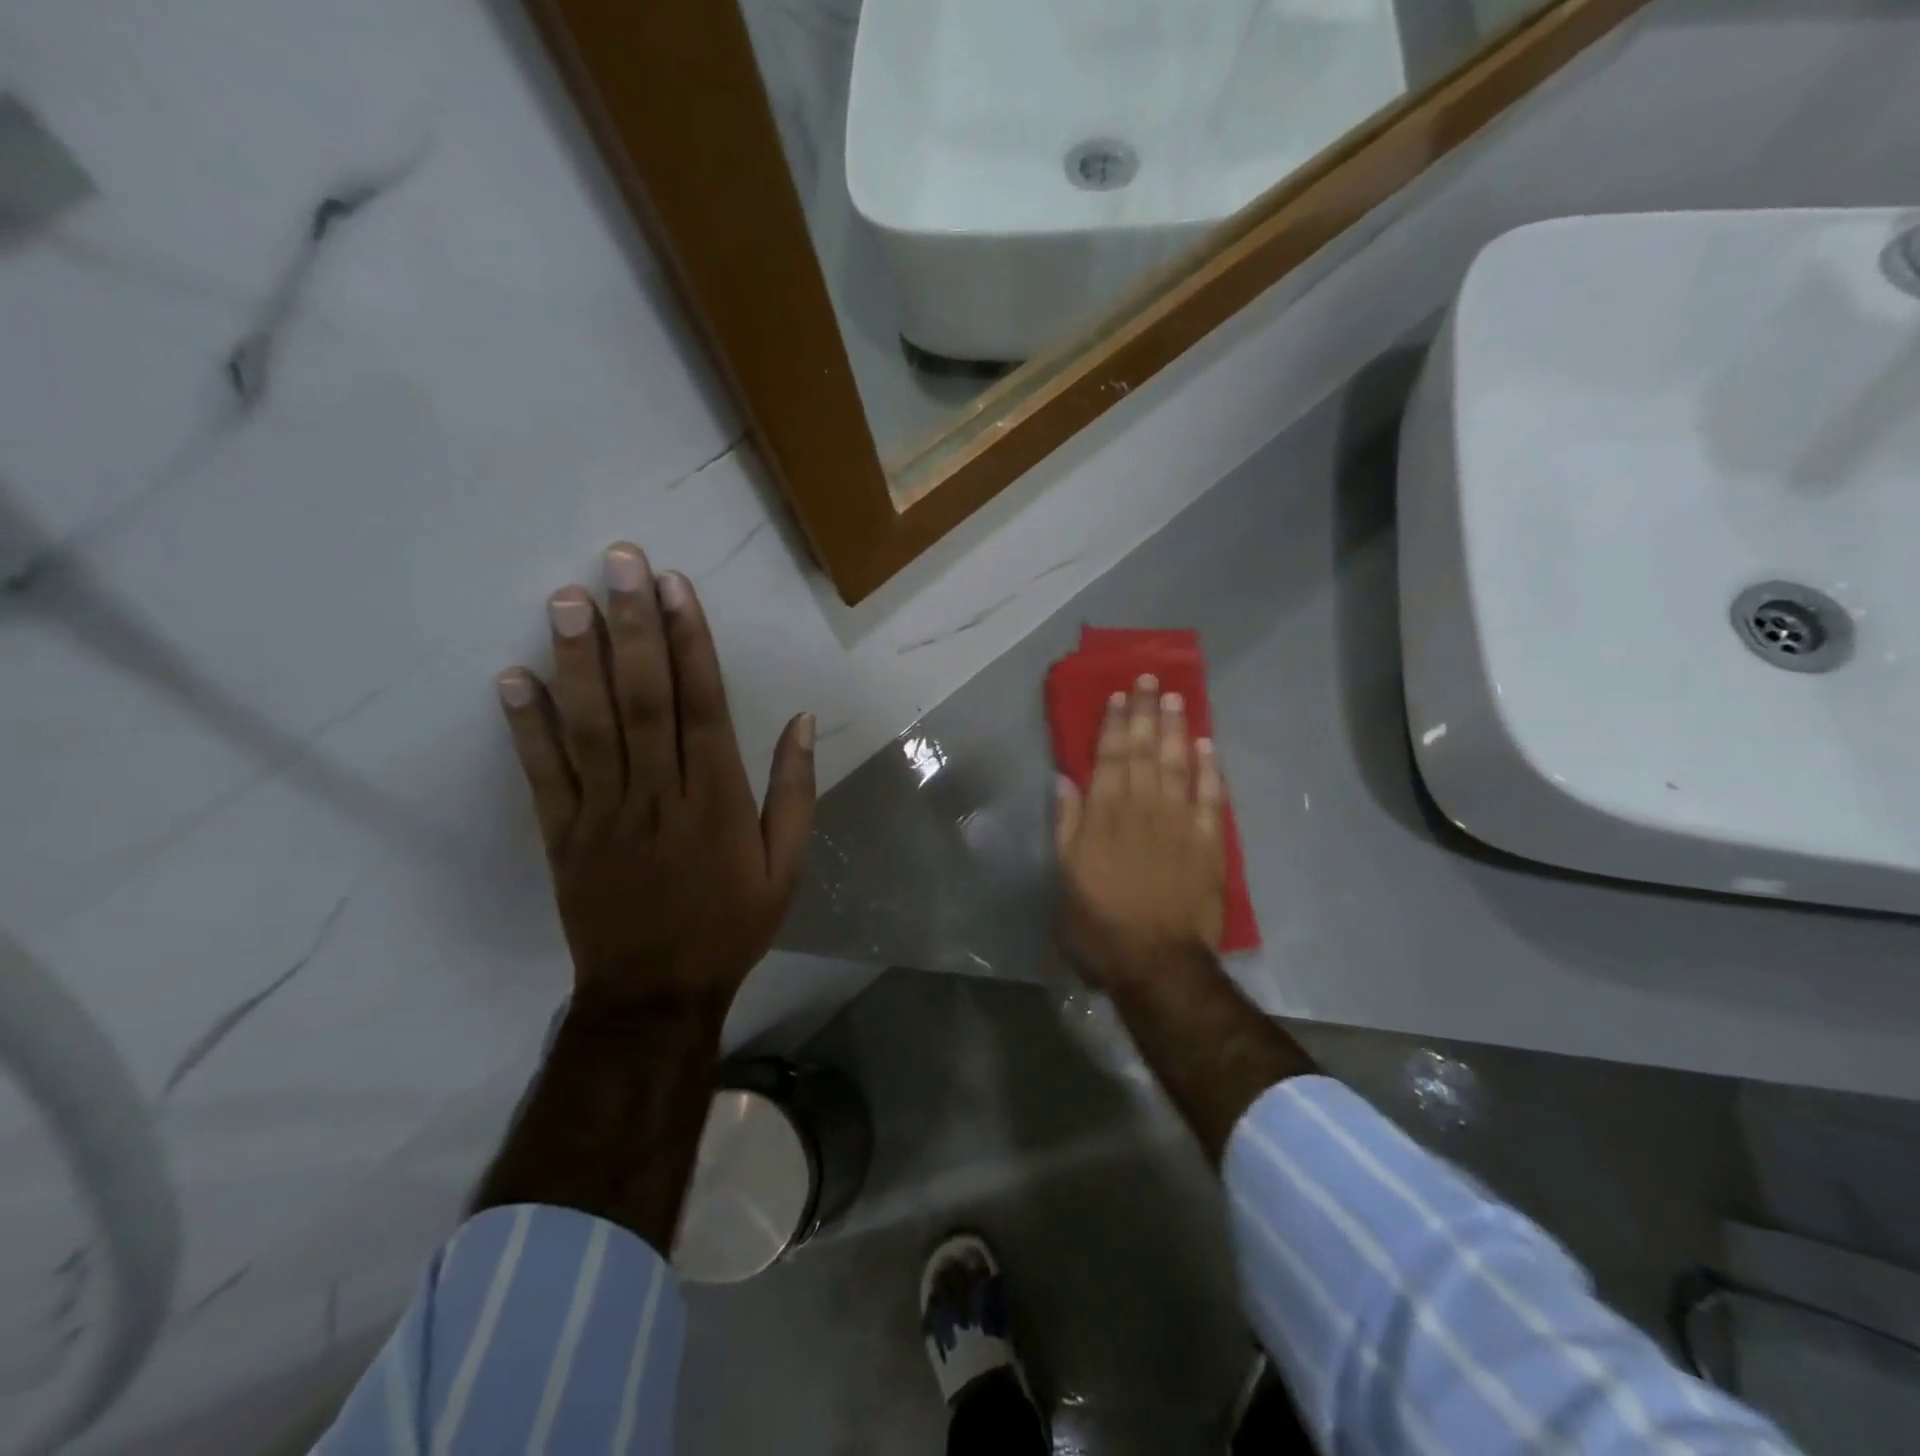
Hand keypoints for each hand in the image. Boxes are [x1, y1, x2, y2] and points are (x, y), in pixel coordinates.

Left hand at [495, 543, 815, 1014]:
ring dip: (577, 660)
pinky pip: (542, 775)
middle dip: (633, 626)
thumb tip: (804, 721)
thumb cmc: (730, 924)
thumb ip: (795, 792)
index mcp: (716, 799)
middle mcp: (658, 794)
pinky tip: (512, 677)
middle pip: (643, 698)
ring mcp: (603, 812)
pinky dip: (526, 726)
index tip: (676, 586)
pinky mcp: (561, 835)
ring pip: (590, 725)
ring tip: (565, 599)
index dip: (690, 641)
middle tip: (617, 563)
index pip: (703, 704)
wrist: (656, 994)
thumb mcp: (787, 866)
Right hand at [1056, 675, 1224, 986]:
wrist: (1157, 962)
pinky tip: (1206, 744)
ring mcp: (1179, 823)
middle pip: (1144, 752)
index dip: (1113, 724)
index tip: (1118, 695)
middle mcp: (1143, 809)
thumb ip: (1067, 824)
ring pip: (1177, 765)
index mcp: (1105, 816)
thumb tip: (1065, 779)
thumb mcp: (1066, 876)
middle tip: (1149, 679)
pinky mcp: (1208, 842)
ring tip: (1174, 697)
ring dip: (1175, 729)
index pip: (1110, 758)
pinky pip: (1211, 797)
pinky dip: (1209, 769)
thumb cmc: (1100, 923)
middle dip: (1145, 713)